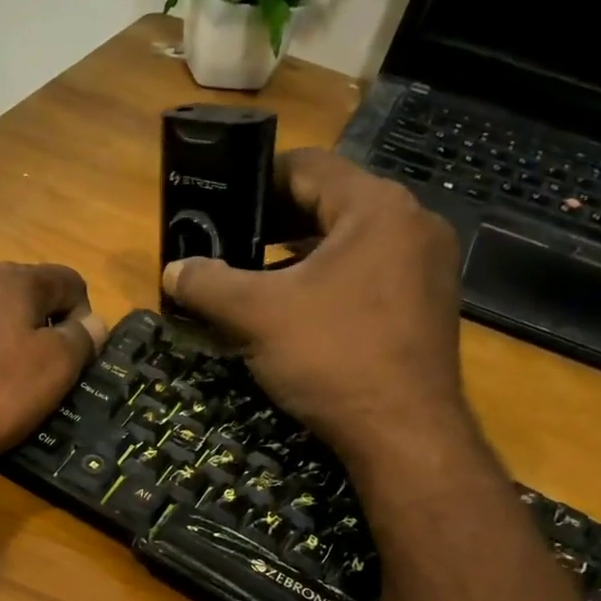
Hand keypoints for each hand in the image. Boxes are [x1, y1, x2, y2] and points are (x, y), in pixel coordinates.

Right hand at [162, 150, 468, 465]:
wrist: (404, 433)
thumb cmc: (333, 357)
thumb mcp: (257, 316)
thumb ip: (209, 284)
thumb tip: (172, 269)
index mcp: (376, 207)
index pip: (307, 167)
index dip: (256, 180)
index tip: (220, 202)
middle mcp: (412, 224)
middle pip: (330, 204)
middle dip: (276, 224)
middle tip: (231, 246)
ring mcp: (427, 267)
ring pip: (351, 244)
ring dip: (301, 257)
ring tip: (257, 280)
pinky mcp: (428, 306)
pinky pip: (370, 276)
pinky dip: (331, 283)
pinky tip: (299, 313)